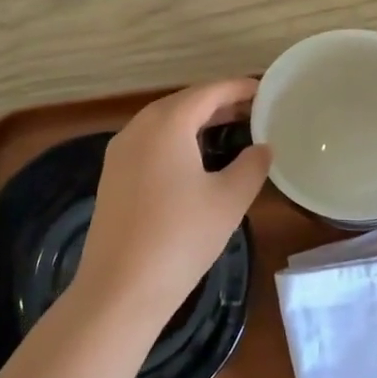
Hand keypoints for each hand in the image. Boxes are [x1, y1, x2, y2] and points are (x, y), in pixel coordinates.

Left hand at [72, 78, 273, 333]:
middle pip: (183, 102)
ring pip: (163, 122)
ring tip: (228, 128)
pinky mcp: (113, 175)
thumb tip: (263, 148)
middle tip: (252, 110)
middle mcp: (138, 128)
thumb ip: (251, 166)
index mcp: (166, 124)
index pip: (208, 92)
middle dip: (217, 102)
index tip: (264, 90)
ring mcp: (120, 152)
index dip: (237, 88)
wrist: (119, 289)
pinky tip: (194, 158)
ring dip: (195, 121)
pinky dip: (176, 139)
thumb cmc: (180, 238)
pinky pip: (150, 142)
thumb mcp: (228, 201)